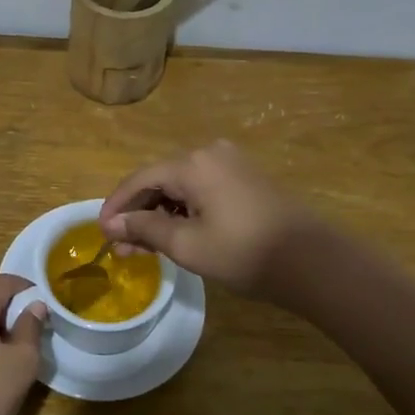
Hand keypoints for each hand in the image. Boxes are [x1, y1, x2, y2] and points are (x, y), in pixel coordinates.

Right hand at [98, 140, 317, 297]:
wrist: (312, 261)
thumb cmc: (244, 252)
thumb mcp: (187, 245)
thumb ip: (145, 229)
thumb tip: (112, 225)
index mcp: (192, 163)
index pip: (140, 179)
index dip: (117, 205)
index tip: (101, 232)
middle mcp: (210, 153)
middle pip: (161, 179)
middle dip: (138, 213)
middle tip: (123, 247)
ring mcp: (231, 163)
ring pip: (181, 185)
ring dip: (161, 213)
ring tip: (146, 247)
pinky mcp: (247, 178)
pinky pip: (203, 188)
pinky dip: (184, 209)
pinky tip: (176, 233)